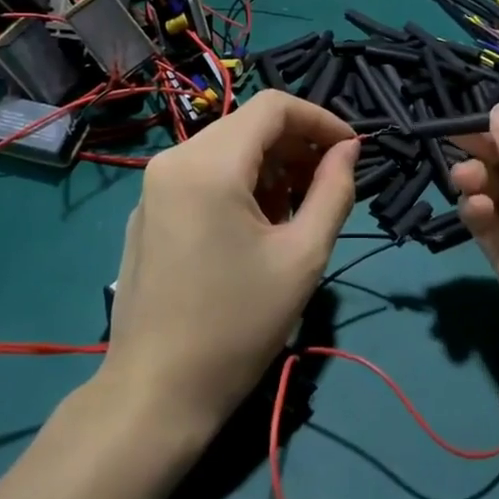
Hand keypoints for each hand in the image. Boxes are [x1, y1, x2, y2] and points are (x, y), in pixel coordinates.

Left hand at [97, 92, 359, 440]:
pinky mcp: (147, 210)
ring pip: (226, 149)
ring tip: (295, 215)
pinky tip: (255, 230)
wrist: (155, 392)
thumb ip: (333, 191)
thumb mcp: (302, 257)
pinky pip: (202, 175)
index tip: (351, 151)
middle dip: (296, 146)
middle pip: (248, 126)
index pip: (273, 106)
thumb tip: (349, 149)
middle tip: (328, 188)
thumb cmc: (237, 325)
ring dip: (269, 168)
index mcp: (209, 163)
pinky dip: (238, 184)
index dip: (320, 119)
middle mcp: (174, 159)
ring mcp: (154, 185)